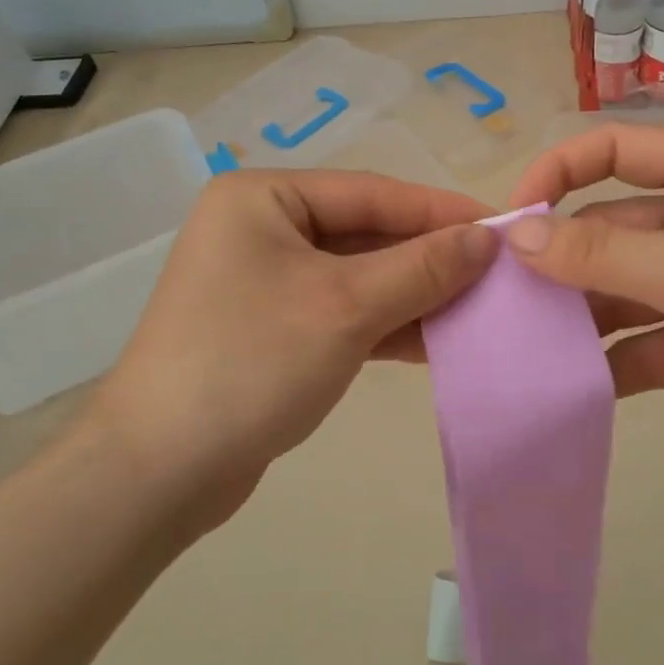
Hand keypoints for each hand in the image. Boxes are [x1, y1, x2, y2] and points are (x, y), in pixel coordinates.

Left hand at [90, 169, 496, 528]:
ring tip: (480, 309)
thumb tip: (487, 237)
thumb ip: (421, 267)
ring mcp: (266, 282)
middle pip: (365, 234)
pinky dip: (388, 325)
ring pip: (359, 277)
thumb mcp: (345, 307)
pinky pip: (343, 313)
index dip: (439, 211)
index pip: (370, 193)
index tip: (503, 228)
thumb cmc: (251, 363)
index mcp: (263, 200)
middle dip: (429, 258)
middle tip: (498, 274)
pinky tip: (438, 340)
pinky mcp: (275, 330)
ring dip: (415, 294)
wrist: (160, 470)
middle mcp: (262, 230)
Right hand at [506, 124, 663, 493]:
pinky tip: (562, 384)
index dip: (556, 173)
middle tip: (497, 294)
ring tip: (516, 342)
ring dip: (572, 313)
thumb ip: (603, 253)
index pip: (612, 151)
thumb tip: (517, 236)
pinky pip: (633, 342)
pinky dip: (602, 362)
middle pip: (604, 225)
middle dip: (555, 257)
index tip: (511, 220)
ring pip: (613, 288)